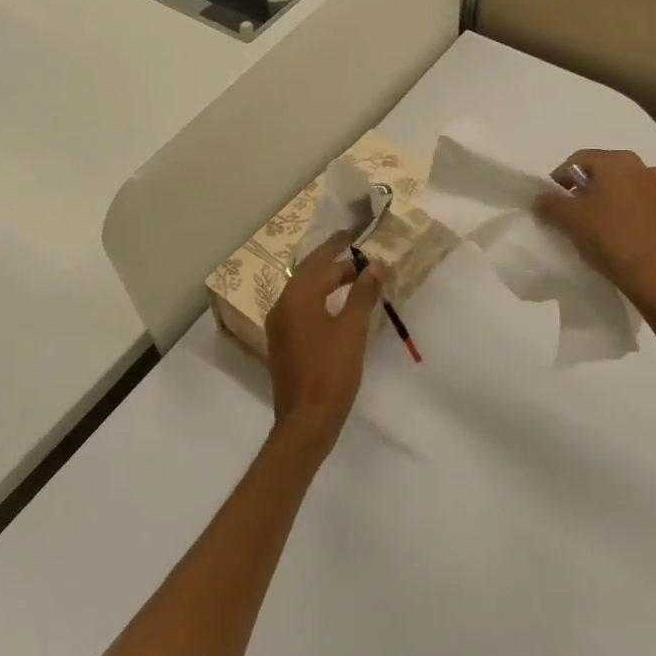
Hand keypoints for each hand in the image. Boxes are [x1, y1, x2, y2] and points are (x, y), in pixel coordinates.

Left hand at [264, 230, 387, 449]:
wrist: (306, 422)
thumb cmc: (332, 372)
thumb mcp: (353, 330)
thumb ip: (363, 294)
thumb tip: (375, 266)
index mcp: (297, 299)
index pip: (321, 263)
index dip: (339, 248)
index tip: (354, 233)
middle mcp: (282, 307)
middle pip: (308, 274)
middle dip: (332, 262)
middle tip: (357, 252)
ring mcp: (280, 327)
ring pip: (304, 292)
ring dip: (327, 281)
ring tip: (353, 276)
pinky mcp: (283, 344)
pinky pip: (301, 309)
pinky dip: (320, 299)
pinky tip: (337, 306)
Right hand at [535, 150, 655, 330]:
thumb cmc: (612, 240)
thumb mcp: (569, 220)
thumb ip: (549, 203)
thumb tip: (543, 198)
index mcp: (619, 163)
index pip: (579, 160)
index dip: (560, 179)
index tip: (551, 202)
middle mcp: (647, 170)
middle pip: (607, 175)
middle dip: (589, 191)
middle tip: (575, 216)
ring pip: (632, 194)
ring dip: (616, 206)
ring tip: (603, 231)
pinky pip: (651, 216)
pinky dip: (638, 224)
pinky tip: (630, 244)